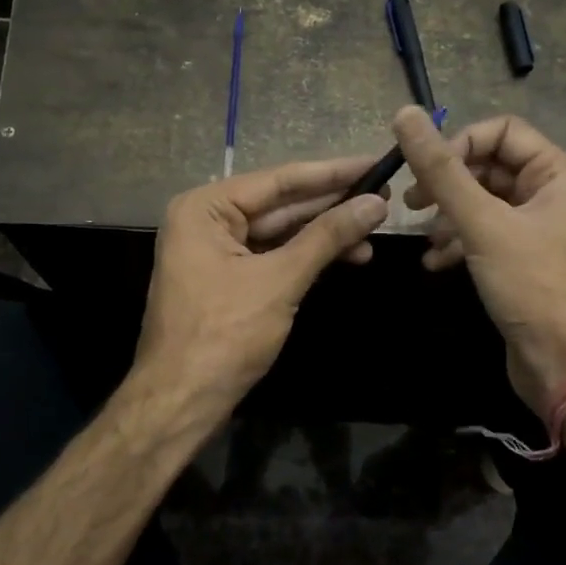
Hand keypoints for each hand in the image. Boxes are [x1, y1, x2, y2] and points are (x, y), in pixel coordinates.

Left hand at [132, 157, 389, 416]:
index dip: (331, 173)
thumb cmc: (224, 334)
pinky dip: (307, 257)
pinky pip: (273, 257)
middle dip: (331, 204)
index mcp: (205, 208)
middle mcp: (207, 220)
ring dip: (325, 234)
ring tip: (374, 230)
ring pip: (280, 233)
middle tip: (384, 194)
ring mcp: (216, 251)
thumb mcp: (280, 280)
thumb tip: (376, 204)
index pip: (279, 180)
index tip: (374, 163)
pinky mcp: (228, 280)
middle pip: (280, 204)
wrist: (182, 401)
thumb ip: (327, 237)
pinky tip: (347, 256)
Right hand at [394, 105, 565, 408]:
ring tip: (424, 239)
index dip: (459, 145)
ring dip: (448, 217)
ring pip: (482, 204)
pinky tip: (435, 263)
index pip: (500, 131)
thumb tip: (404, 113)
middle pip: (488, 167)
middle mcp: (550, 194)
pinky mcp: (523, 261)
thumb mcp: (482, 223)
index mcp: (556, 173)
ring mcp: (537, 229)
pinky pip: (484, 236)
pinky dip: (458, 243)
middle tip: (411, 204)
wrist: (565, 363)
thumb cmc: (531, 285)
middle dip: (448, 184)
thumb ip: (441, 170)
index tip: (425, 173)